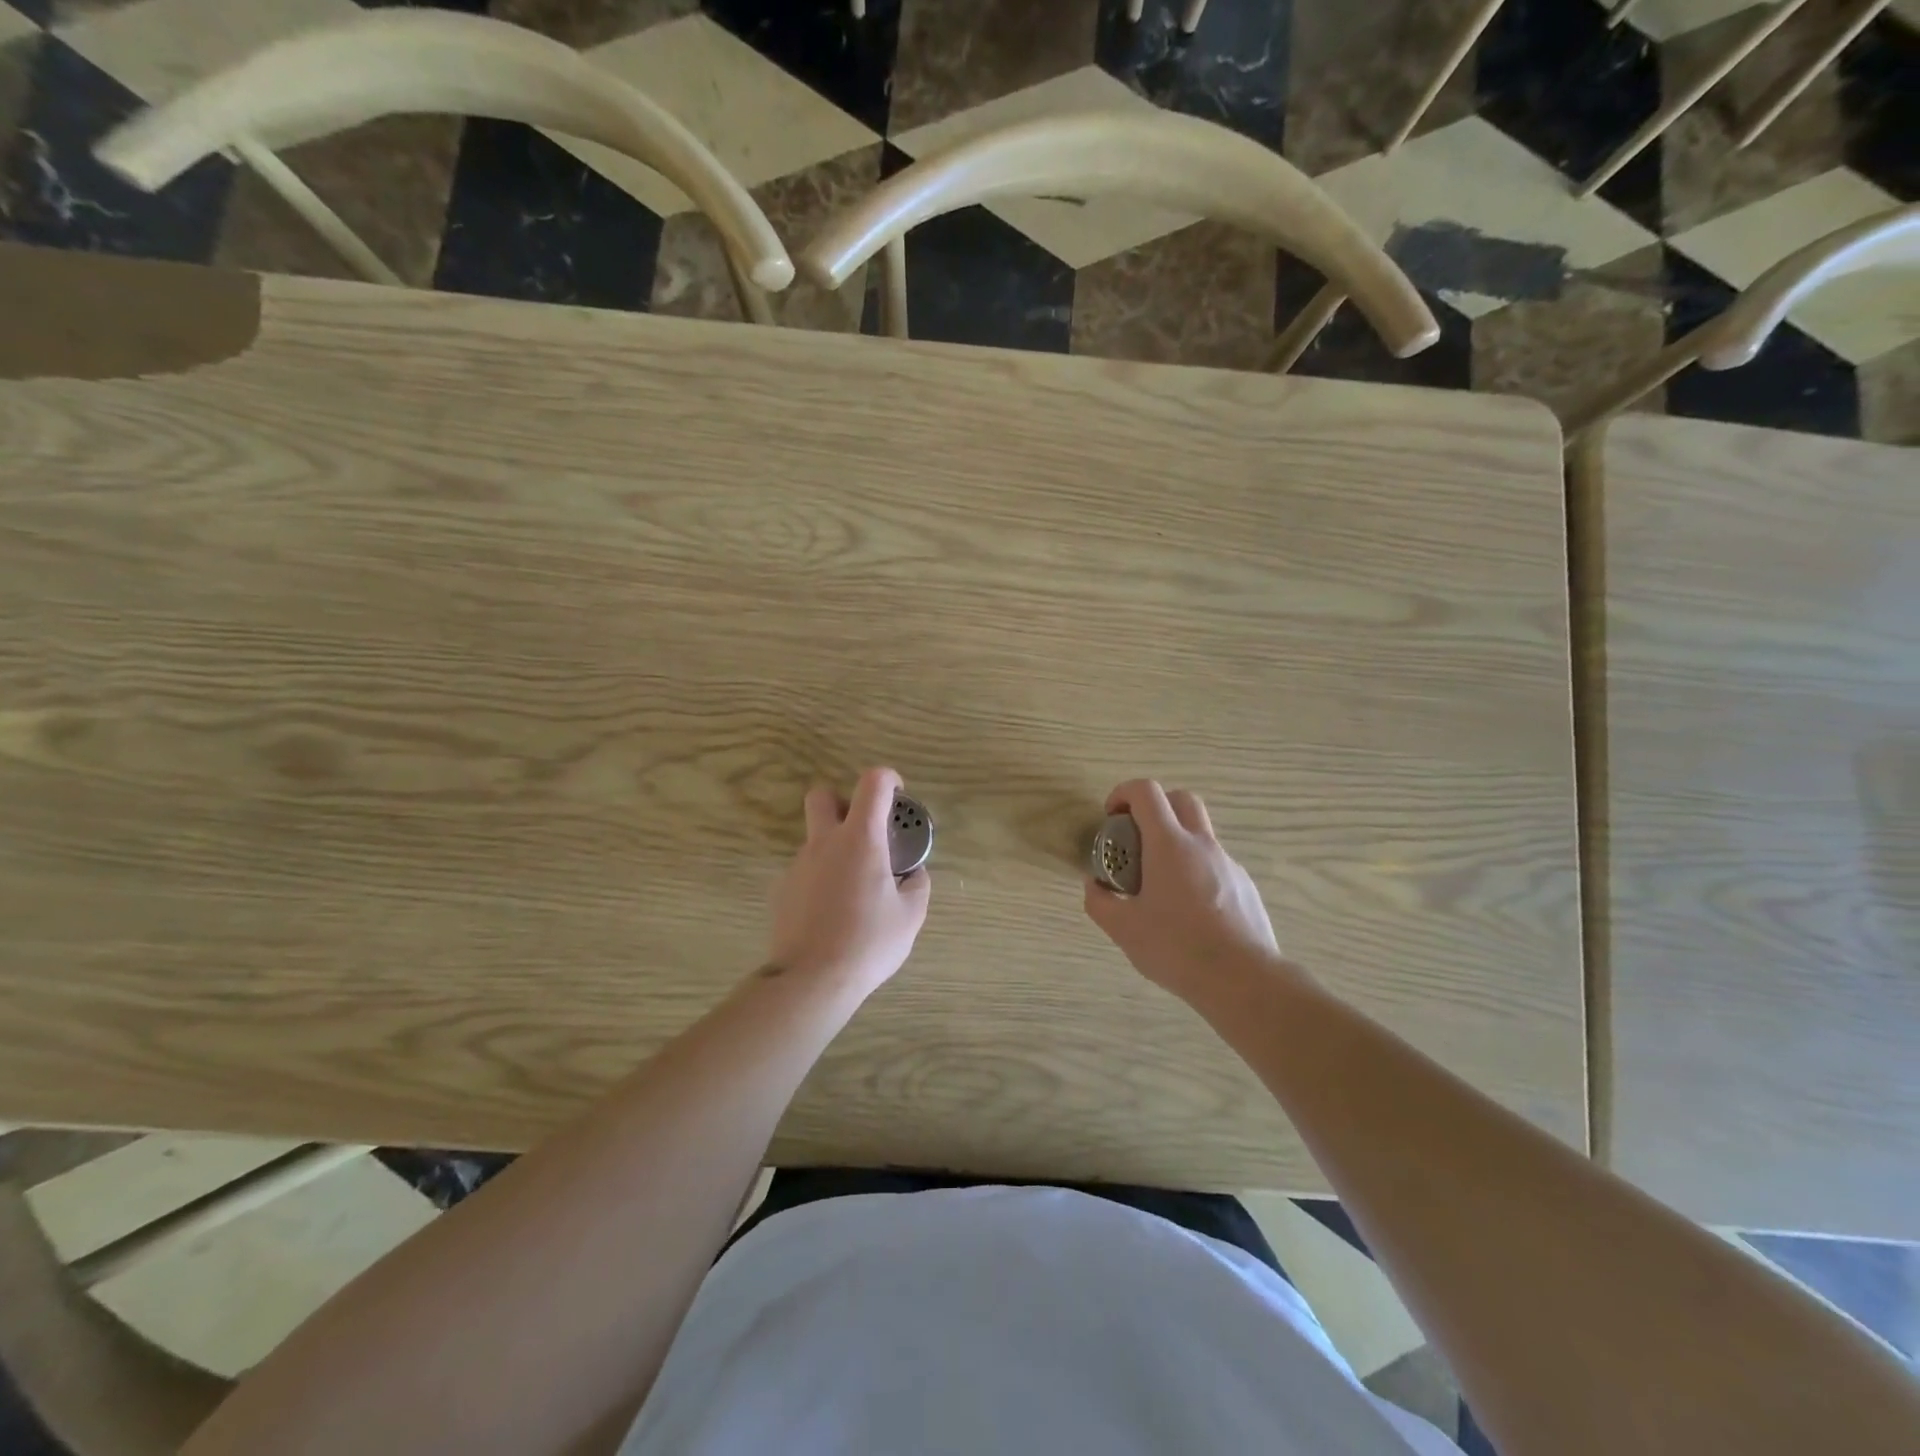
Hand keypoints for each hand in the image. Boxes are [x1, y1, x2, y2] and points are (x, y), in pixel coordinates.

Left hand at [768, 767, 930, 994]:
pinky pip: (805, 870)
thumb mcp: (911, 915)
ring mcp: (798, 865)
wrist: (811, 980)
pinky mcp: (782, 889)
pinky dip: (820, 878)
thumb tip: (912, 873)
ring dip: (835, 848)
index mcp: (860, 839)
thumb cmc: (869, 942)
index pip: (872, 782)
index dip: (888, 779)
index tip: (898, 797)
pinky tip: (831, 913)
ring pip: (815, 838)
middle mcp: (824, 842)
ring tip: (854, 889)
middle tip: (864, 832)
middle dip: (844, 802)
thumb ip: (916, 884)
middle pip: (822, 796)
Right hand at [1084, 780, 1288, 999]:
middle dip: (1154, 806)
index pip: (1147, 792)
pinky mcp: (1245, 886)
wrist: (1244, 980)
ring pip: (1200, 833)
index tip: (1111, 816)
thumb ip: (1100, 902)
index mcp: (1169, 845)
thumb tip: (1093, 886)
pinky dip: (1194, 870)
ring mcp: (1228, 864)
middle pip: (1181, 799)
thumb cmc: (1177, 948)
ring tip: (1159, 884)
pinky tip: (1188, 910)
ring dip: (1175, 841)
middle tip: (1136, 837)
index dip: (1123, 793)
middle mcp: (1202, 845)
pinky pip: (1214, 864)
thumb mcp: (1124, 929)